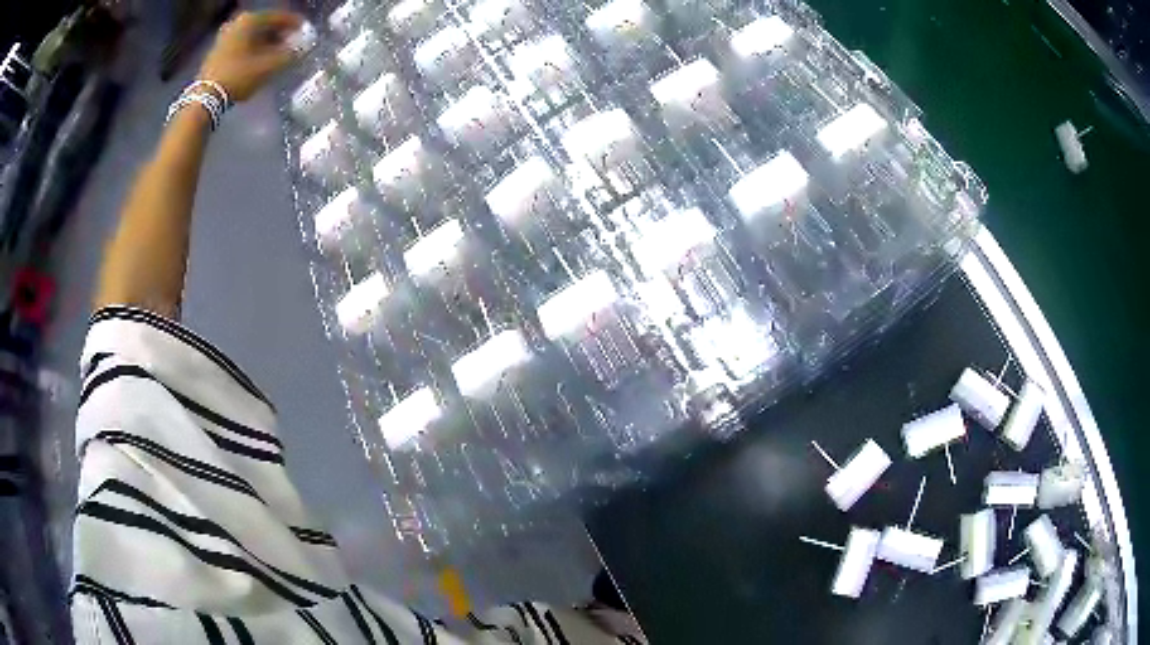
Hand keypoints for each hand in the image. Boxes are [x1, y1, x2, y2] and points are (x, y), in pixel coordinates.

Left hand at [198, 10, 303, 102]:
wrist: (206, 97)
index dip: (295, 24)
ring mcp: (226, 35)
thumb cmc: (239, 76)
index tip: (306, 31)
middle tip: (292, 43)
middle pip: (266, 25)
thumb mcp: (269, 66)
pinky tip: (260, 59)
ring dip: (267, 42)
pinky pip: (243, 43)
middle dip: (280, 34)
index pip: (281, 17)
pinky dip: (254, 48)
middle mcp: (238, 22)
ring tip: (277, 53)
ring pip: (254, 35)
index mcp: (251, 20)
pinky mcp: (218, 50)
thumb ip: (291, 54)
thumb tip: (303, 48)